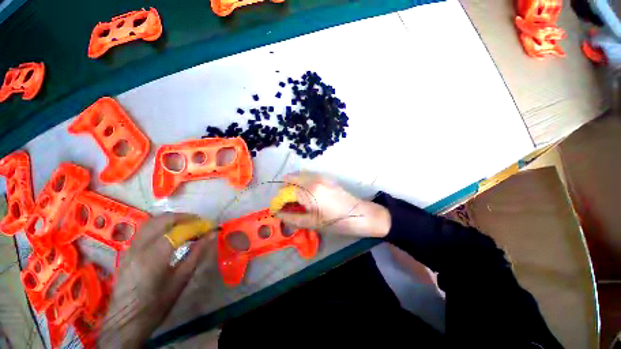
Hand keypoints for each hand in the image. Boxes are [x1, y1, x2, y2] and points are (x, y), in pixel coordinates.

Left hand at [99, 213, 212, 347]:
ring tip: (188, 225)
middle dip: (185, 217)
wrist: (125, 322)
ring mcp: (131, 247)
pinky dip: (162, 225)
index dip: (199, 226)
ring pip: (153, 221)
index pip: (180, 230)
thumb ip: (197, 253)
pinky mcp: (128, 250)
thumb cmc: (157, 305)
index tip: (212, 227)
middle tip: (201, 223)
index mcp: (154, 257)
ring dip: (173, 219)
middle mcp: (140, 247)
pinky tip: (171, 233)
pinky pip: (146, 229)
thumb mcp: (181, 280)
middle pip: (164, 219)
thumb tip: (212, 235)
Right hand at [275, 172, 390, 237]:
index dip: (278, 201)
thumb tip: (278, 214)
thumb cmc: (336, 222)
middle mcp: (313, 179)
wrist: (360, 214)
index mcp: (309, 192)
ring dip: (292, 185)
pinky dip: (301, 182)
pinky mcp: (325, 177)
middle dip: (283, 190)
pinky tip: (303, 193)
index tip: (276, 209)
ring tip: (293, 199)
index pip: (286, 193)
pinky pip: (308, 176)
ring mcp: (320, 176)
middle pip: (290, 179)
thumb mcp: (312, 223)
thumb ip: (292, 218)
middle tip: (284, 204)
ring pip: (299, 175)